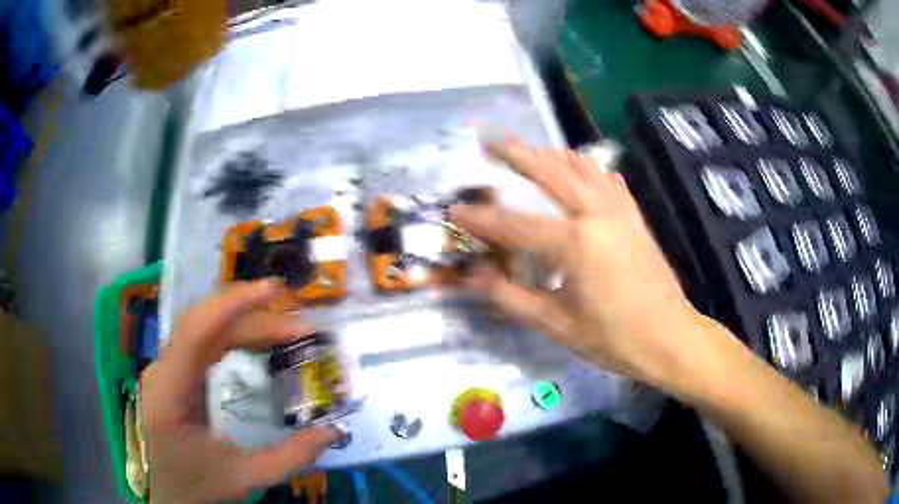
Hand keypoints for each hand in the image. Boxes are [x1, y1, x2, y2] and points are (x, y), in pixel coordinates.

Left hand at [141, 280, 342, 503]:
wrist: (167, 495)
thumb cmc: (197, 487)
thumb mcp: (244, 477)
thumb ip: (291, 457)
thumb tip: (334, 431)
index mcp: (169, 393)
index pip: (196, 332)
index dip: (232, 305)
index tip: (273, 291)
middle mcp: (161, 370)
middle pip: (203, 325)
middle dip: (250, 317)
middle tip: (297, 325)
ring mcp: (165, 370)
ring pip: (201, 329)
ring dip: (242, 322)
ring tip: (283, 327)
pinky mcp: (173, 374)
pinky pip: (201, 342)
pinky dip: (230, 335)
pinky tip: (254, 340)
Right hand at [451, 140, 705, 390]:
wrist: (671, 337)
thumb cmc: (615, 339)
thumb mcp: (558, 325)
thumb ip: (512, 297)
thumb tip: (475, 277)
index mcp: (576, 244)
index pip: (516, 225)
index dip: (482, 219)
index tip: (455, 210)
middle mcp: (597, 214)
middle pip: (550, 172)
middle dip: (516, 155)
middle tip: (490, 142)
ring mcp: (620, 211)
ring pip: (581, 168)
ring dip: (550, 154)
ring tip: (527, 148)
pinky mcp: (634, 216)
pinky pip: (606, 179)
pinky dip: (585, 166)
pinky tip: (577, 163)